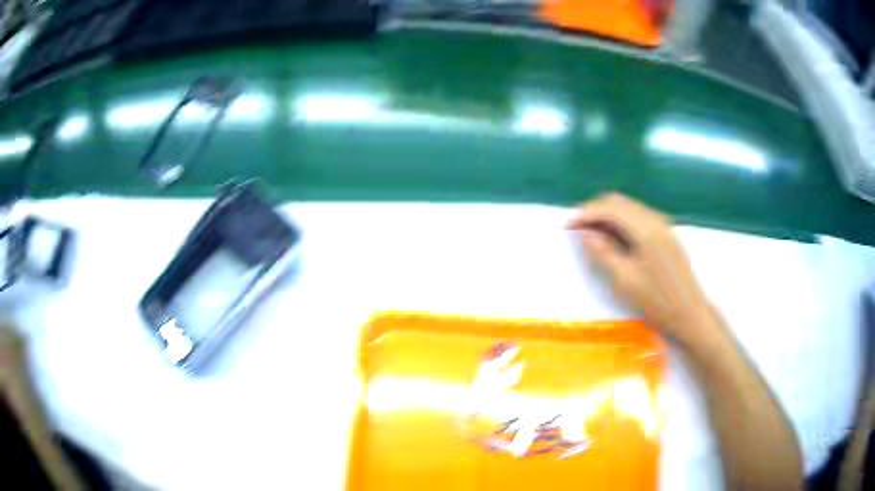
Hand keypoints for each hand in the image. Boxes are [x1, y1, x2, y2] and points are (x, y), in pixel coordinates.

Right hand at [567, 194, 714, 347]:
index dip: (586, 213)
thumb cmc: (658, 301)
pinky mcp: (665, 233)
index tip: (567, 226)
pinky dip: (620, 221)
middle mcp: (655, 218)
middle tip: (576, 229)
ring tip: (590, 234)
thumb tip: (584, 233)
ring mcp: (662, 224)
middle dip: (594, 210)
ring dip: (607, 215)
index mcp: (645, 228)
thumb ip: (603, 252)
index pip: (610, 208)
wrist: (690, 313)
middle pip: (619, 202)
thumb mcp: (625, 280)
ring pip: (628, 207)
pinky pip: (637, 217)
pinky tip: (613, 238)